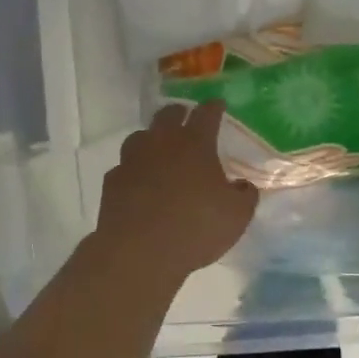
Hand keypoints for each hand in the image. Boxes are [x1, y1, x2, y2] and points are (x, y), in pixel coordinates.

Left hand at [96, 101, 258, 279]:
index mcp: (195, 144)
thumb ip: (245, 195)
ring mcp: (132, 160)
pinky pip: (124, 167)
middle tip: (187, 118)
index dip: (214, 107)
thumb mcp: (237, 215)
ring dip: (152, 138)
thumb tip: (243, 185)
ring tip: (160, 149)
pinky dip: (134, 169)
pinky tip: (139, 181)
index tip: (218, 104)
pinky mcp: (112, 182)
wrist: (139, 253)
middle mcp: (161, 143)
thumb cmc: (196, 228)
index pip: (206, 114)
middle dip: (179, 113)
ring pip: (140, 136)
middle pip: (168, 115)